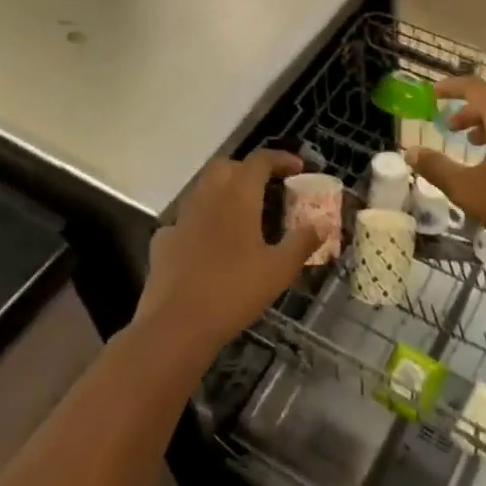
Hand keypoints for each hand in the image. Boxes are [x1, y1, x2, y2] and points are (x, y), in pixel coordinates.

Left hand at [136, 149, 321, 359]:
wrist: (175, 327)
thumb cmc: (234, 291)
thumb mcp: (279, 269)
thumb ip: (302, 242)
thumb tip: (321, 224)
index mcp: (238, 196)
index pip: (259, 160)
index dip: (280, 158)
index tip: (297, 168)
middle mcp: (208, 197)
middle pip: (226, 166)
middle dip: (247, 169)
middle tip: (266, 187)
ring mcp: (181, 218)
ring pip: (203, 188)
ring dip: (223, 191)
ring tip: (241, 215)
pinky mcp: (163, 242)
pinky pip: (186, 220)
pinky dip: (201, 222)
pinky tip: (209, 244)